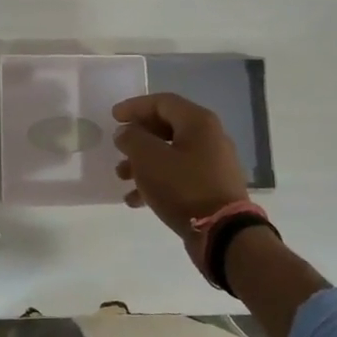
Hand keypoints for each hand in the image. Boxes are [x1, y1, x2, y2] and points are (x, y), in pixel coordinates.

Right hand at [112, 93, 250, 264]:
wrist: (223, 234)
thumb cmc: (183, 187)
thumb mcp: (148, 158)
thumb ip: (132, 138)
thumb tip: (126, 132)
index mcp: (198, 122)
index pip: (162, 102)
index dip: (134, 107)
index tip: (113, 118)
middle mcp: (209, 138)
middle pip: (166, 128)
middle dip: (138, 138)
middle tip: (118, 148)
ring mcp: (213, 164)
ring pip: (170, 154)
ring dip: (143, 163)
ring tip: (122, 177)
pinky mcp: (211, 188)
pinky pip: (179, 176)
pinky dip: (157, 182)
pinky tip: (136, 200)